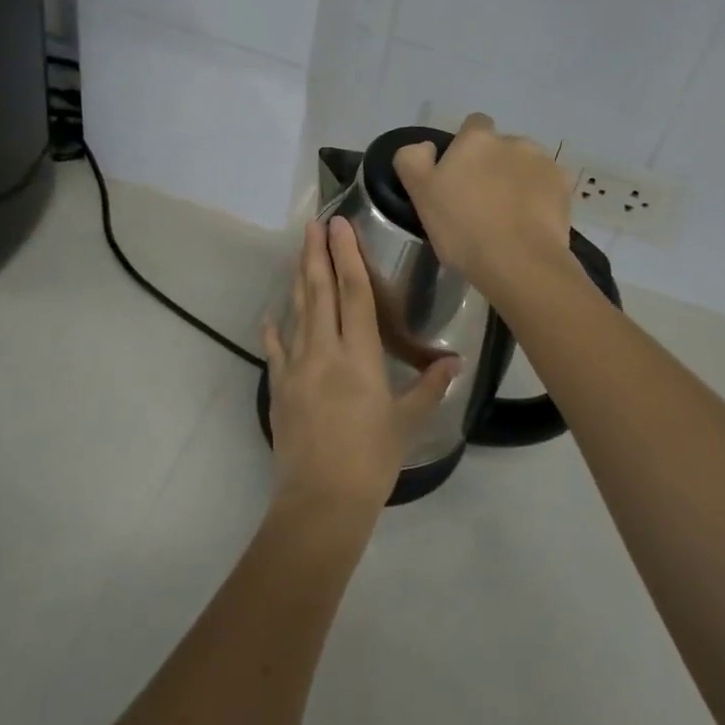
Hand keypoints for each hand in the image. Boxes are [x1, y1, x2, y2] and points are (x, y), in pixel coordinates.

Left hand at [263, 217, 460, 513]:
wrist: (321, 501)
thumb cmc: (372, 459)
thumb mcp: (407, 422)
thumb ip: (429, 387)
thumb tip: (455, 362)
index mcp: (359, 357)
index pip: (354, 294)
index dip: (347, 256)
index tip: (339, 226)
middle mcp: (324, 352)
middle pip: (320, 292)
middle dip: (317, 254)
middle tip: (314, 224)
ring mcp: (296, 368)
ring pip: (297, 313)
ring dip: (298, 279)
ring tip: (298, 251)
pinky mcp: (279, 388)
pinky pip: (275, 350)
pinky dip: (273, 329)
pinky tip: (269, 314)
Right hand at [393, 113, 573, 298]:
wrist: (519, 263)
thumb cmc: (463, 228)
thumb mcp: (420, 194)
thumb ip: (413, 159)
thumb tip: (426, 147)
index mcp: (476, 139)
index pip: (473, 125)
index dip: (465, 147)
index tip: (459, 176)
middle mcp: (513, 140)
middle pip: (500, 147)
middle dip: (493, 166)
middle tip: (481, 202)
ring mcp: (543, 162)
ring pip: (525, 165)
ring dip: (517, 180)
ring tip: (509, 216)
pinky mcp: (565, 187)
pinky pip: (547, 186)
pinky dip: (540, 198)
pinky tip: (530, 224)